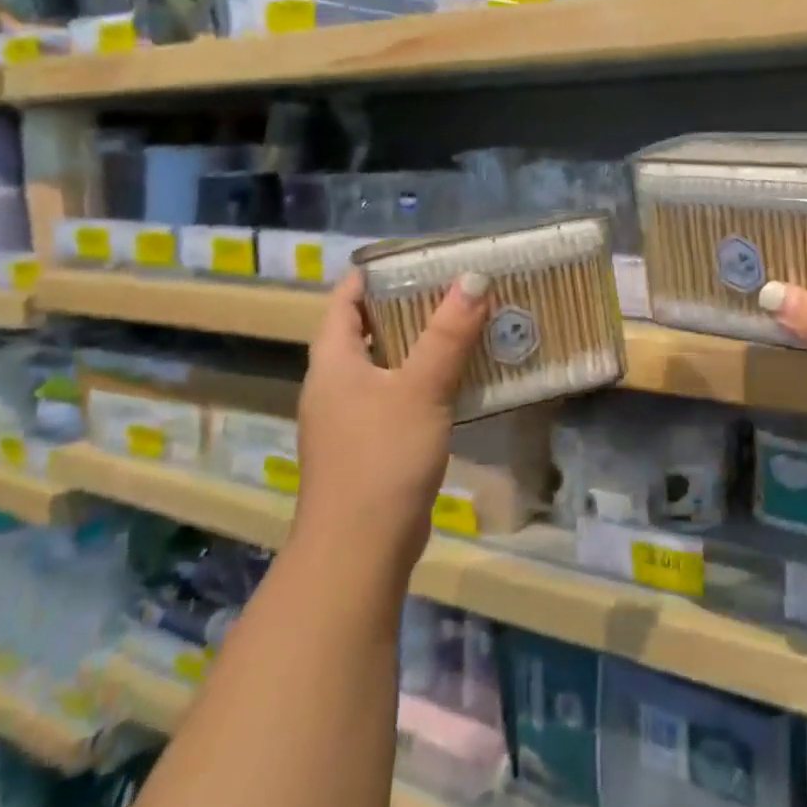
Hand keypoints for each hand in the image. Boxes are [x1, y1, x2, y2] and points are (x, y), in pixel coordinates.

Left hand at [293, 270, 490, 577]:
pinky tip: (459, 381)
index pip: (345, 300)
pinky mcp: (370, 446)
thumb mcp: (420, 388)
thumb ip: (448, 334)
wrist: (359, 549)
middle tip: (453, 288)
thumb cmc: (382, 457)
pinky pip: (397, 398)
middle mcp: (335, 385)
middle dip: (406, 307)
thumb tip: (473, 278)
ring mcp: (350, 419)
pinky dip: (424, 382)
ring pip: (386, 366)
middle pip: (367, 330)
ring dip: (420, 346)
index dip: (373, 274)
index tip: (415, 258)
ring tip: (465, 326)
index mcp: (332, 362)